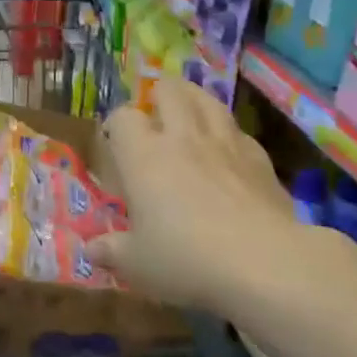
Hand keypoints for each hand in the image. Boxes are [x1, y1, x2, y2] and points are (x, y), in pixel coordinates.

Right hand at [90, 78, 304, 315]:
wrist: (264, 263)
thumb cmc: (186, 259)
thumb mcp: (137, 264)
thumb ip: (112, 251)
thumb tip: (92, 250)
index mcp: (143, 157)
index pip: (124, 118)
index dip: (117, 125)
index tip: (115, 142)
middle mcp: (183, 139)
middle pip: (170, 92)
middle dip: (159, 94)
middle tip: (155, 111)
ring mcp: (226, 144)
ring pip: (209, 101)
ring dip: (195, 100)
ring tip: (190, 109)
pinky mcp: (261, 160)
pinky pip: (240, 133)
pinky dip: (229, 134)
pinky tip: (229, 150)